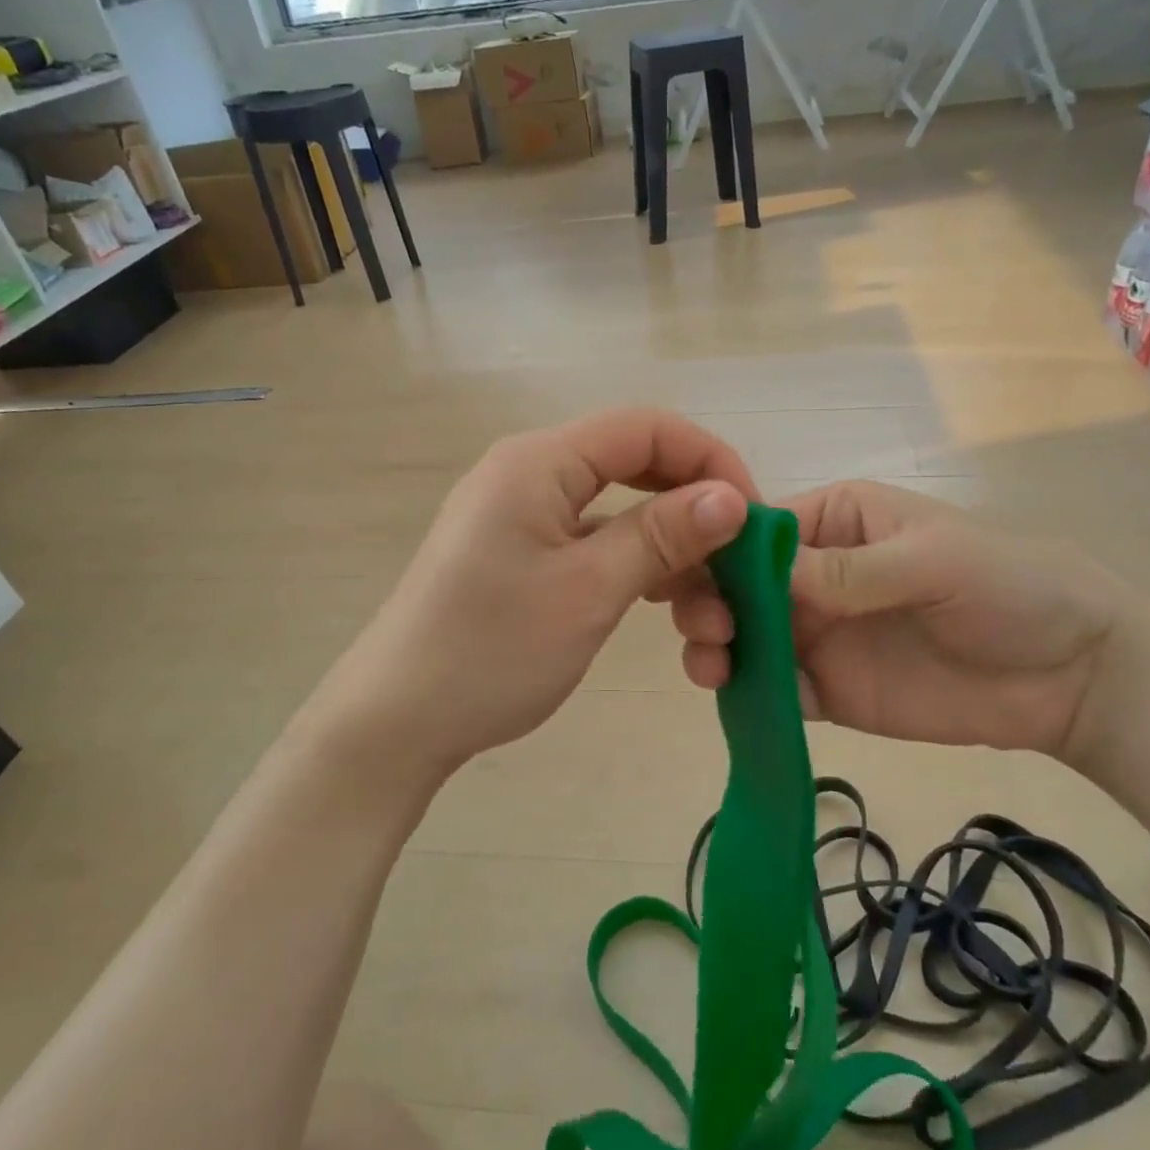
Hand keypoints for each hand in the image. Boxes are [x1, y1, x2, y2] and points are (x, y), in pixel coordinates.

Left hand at [308, 409, 756, 783]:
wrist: (397, 721)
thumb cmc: (492, 651)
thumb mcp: (589, 590)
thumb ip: (661, 535)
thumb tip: (731, 497)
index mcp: (538, 462)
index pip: (645, 428)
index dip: (708, 460)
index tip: (752, 518)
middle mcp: (529, 472)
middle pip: (634, 463)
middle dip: (692, 506)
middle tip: (737, 560)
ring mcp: (522, 514)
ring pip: (617, 507)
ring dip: (668, 547)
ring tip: (706, 607)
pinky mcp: (520, 552)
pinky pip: (593, 538)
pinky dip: (633, 563)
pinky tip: (662, 601)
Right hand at [668, 482, 1128, 758]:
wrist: (1072, 676)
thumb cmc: (1009, 587)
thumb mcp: (932, 560)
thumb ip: (849, 570)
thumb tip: (760, 570)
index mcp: (834, 523)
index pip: (756, 530)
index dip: (716, 548)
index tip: (682, 574)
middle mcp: (814, 575)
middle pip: (738, 584)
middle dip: (709, 599)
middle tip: (708, 627)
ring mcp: (819, 634)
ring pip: (746, 636)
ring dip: (717, 645)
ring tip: (711, 665)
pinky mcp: (830, 689)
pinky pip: (776, 688)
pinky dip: (750, 693)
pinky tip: (741, 699)